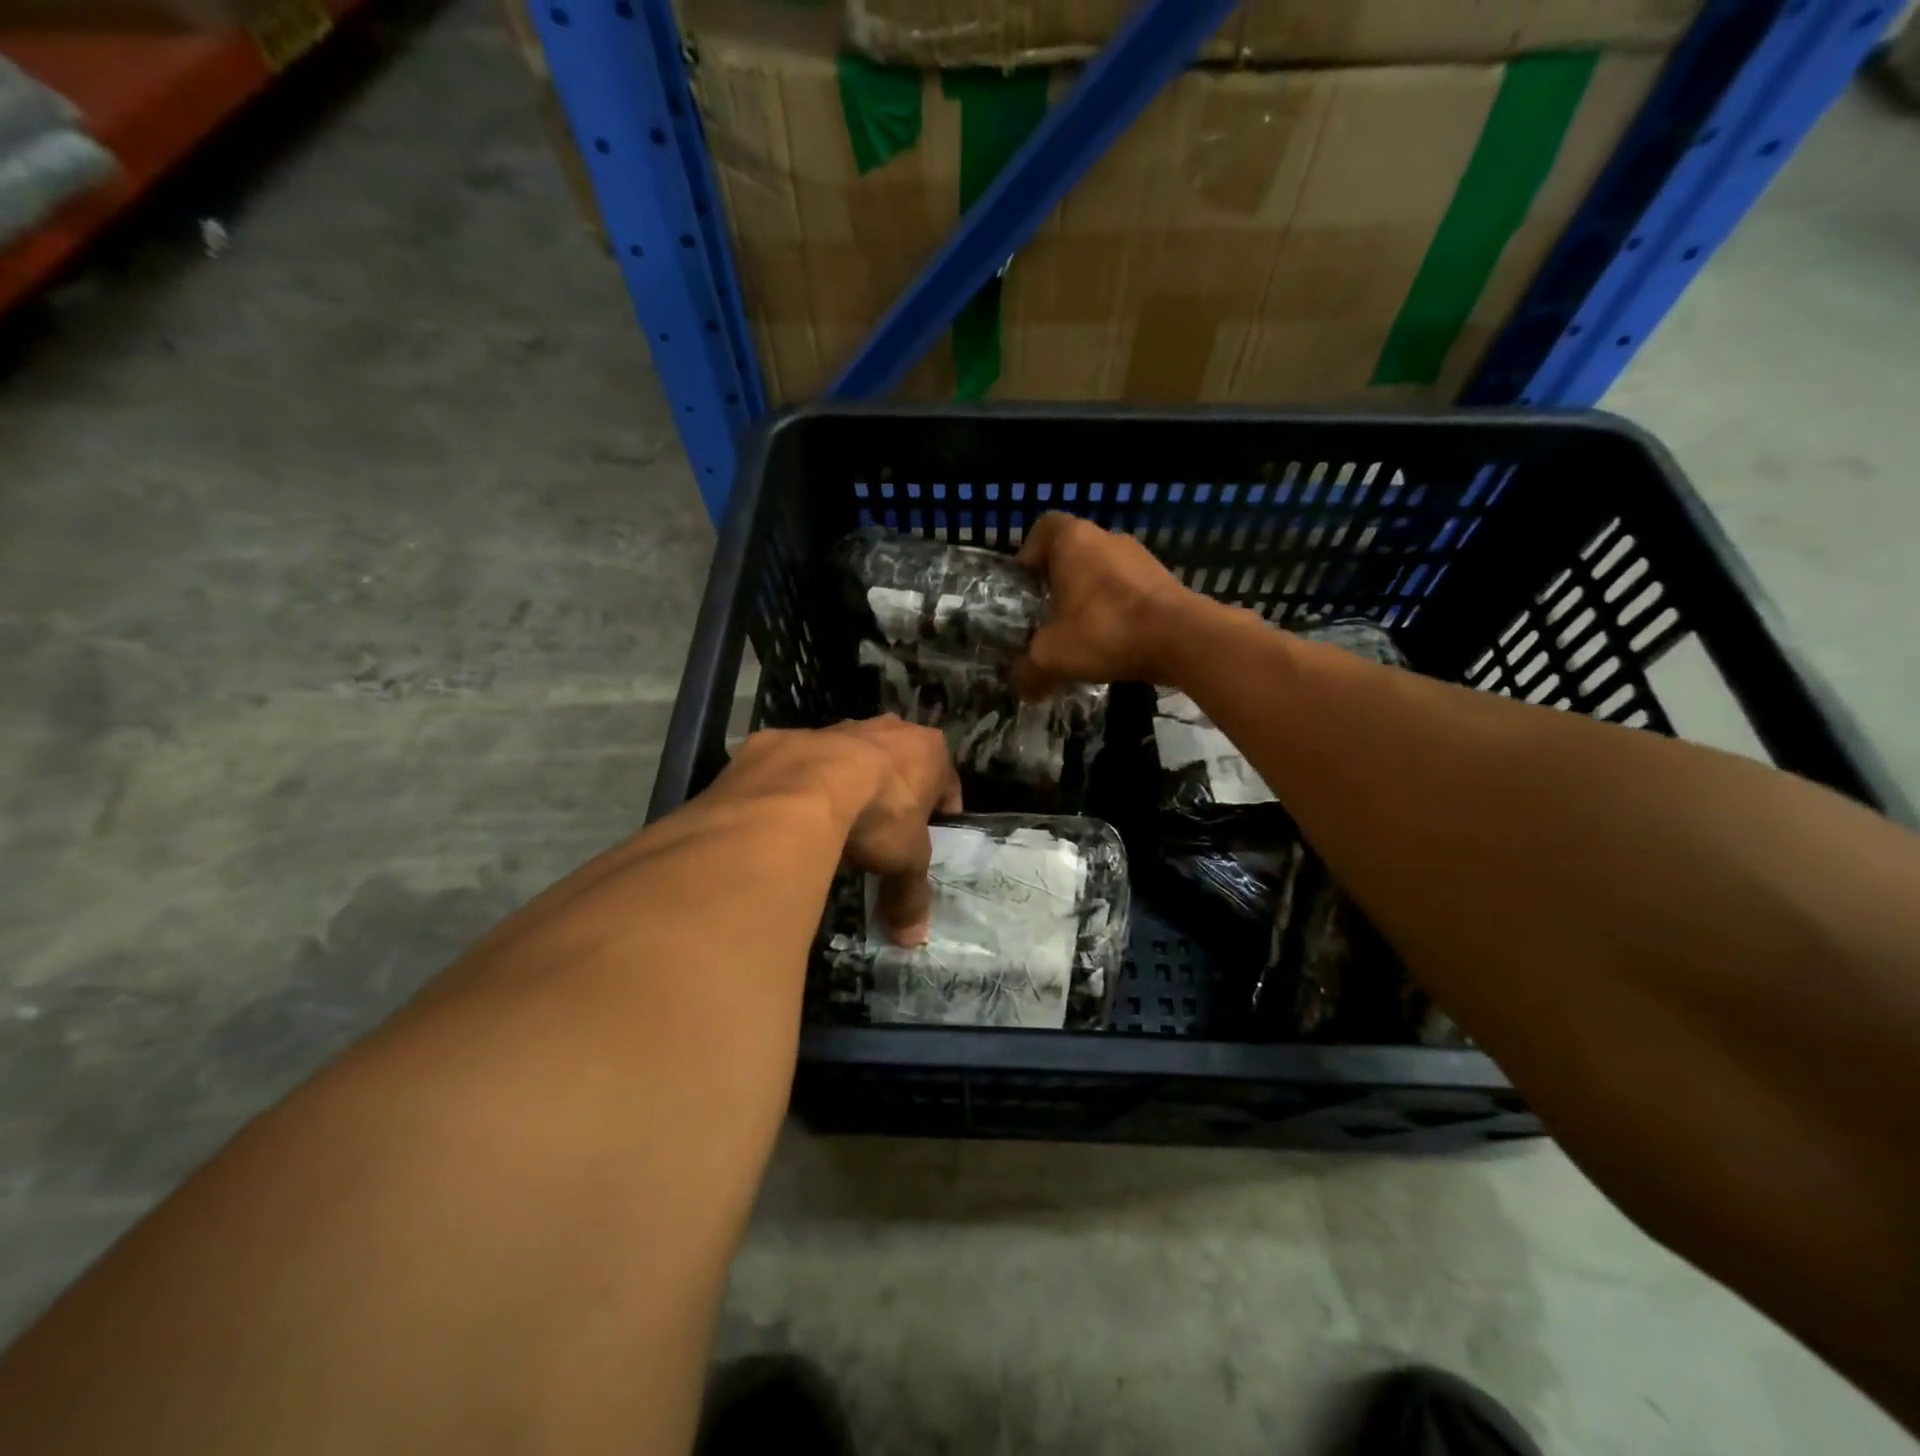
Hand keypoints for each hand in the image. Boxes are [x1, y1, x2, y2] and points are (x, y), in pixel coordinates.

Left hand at [714, 717, 959, 946]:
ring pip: (851, 756)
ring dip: (847, 783)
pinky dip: (803, 785)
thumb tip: (913, 940)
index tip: (930, 834)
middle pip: (898, 762)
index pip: (946, 780)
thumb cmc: (877, 815)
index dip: (941, 810)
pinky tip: (793, 815)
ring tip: (835, 823)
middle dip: (894, 791)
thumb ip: (910, 896)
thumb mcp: (904, 861)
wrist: (803, 787)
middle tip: (883, 829)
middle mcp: (887, 729)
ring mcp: (837, 727)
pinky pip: (804, 763)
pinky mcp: (792, 737)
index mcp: (928, 750)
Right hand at [1013, 512, 1198, 697]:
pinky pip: (1128, 591)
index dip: (1029, 555)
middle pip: (1072, 554)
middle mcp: (1107, 538)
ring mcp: (1140, 557)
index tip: (1025, 587)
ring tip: (1080, 635)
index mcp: (1073, 540)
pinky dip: (1116, 611)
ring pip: (1102, 572)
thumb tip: (1022, 689)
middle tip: (1047, 618)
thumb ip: (1029, 671)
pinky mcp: (1164, 580)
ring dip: (1089, 599)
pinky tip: (1113, 643)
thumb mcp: (1052, 656)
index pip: (1043, 529)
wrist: (1182, 639)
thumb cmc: (1105, 631)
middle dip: (1058, 584)